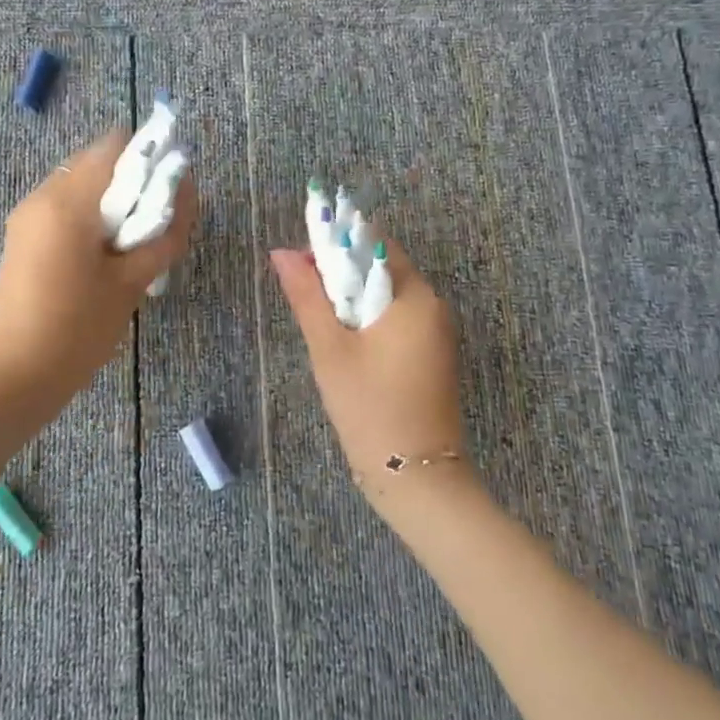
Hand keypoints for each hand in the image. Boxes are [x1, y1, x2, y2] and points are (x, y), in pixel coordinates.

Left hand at [0, 131, 196, 426]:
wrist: (9, 380)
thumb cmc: (75, 330)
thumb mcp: (131, 282)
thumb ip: (165, 232)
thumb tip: (187, 191)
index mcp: (67, 199)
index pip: (116, 144)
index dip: (151, 157)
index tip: (171, 193)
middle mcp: (42, 196)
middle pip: (99, 165)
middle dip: (135, 186)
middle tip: (156, 229)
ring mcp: (27, 219)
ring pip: (84, 190)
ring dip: (116, 207)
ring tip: (134, 251)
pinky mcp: (22, 241)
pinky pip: (66, 213)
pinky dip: (93, 223)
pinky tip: (107, 263)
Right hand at [269, 238, 478, 517]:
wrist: (416, 477)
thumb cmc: (370, 407)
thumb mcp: (330, 349)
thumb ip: (307, 297)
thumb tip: (282, 253)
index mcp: (414, 295)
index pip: (374, 243)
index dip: (335, 243)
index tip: (300, 262)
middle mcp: (434, 305)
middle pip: (382, 267)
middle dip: (341, 272)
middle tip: (303, 293)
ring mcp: (437, 331)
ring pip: (388, 295)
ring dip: (353, 297)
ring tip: (318, 318)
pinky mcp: (433, 354)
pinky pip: (398, 319)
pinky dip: (369, 319)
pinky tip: (344, 340)